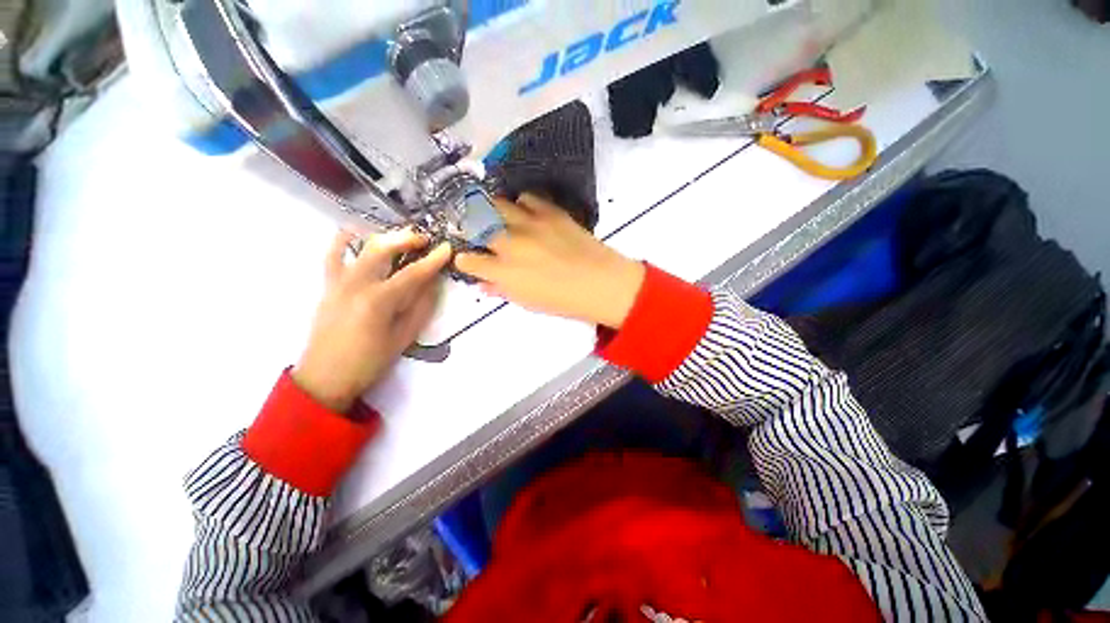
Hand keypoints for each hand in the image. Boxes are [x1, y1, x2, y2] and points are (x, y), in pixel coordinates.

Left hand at [293, 229, 450, 412]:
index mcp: (378, 301)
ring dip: (382, 237)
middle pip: (382, 249)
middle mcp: (356, 285)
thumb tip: (433, 284)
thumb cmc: (369, 362)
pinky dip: (342, 242)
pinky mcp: (327, 287)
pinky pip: (331, 257)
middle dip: (406, 239)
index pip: (412, 274)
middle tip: (424, 240)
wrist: (325, 377)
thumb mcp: (403, 337)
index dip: (432, 260)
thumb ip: (420, 308)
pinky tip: (353, 232)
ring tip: (400, 238)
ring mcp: (338, 283)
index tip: (447, 248)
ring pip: (359, 248)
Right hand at [455, 194, 644, 327]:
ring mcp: (530, 224)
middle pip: (476, 225)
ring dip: (494, 212)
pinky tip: (527, 213)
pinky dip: (522, 204)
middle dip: (471, 227)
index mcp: (504, 272)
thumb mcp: (528, 302)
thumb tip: (484, 283)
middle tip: (476, 231)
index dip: (465, 260)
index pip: (468, 261)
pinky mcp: (550, 212)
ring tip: (501, 219)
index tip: (467, 260)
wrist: (600, 283)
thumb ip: (502, 290)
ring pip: (497, 205)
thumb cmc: (563, 301)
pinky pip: (527, 198)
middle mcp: (510, 244)